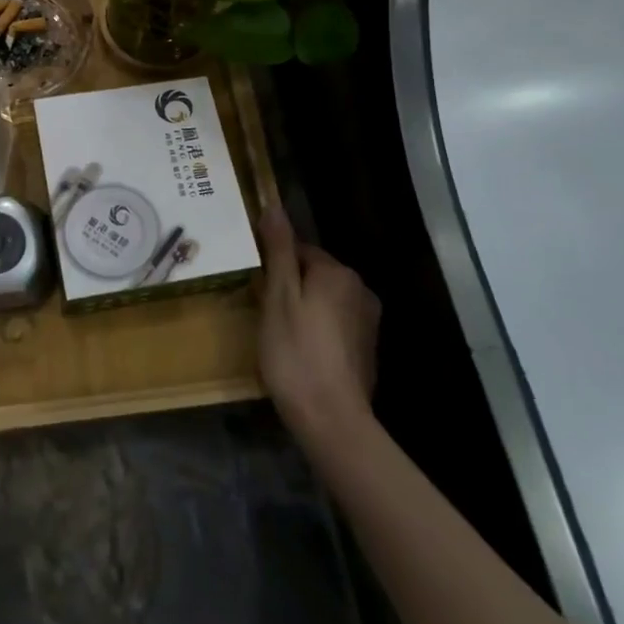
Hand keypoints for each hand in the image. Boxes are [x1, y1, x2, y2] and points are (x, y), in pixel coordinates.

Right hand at [257, 205, 379, 450]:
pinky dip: (318, 331)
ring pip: (325, 300)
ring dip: (304, 309)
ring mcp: (368, 321)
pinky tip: (301, 353)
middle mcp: (360, 289)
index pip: (299, 250)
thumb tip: (274, 204)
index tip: (255, 287)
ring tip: (279, 334)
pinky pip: (336, 325)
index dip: (273, 265)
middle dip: (289, 286)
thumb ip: (278, 250)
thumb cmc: (295, 352)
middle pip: (314, 274)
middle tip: (263, 312)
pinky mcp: (367, 349)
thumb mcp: (278, 296)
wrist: (331, 419)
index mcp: (337, 272)